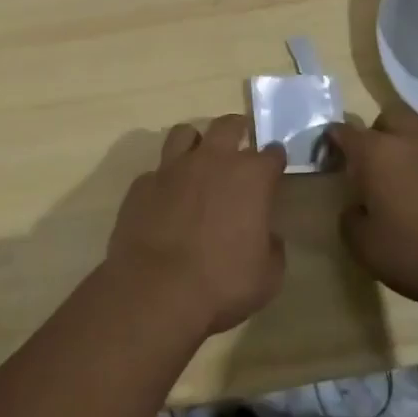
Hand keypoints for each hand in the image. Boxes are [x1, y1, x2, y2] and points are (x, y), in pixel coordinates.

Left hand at [106, 115, 287, 336]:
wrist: (157, 291)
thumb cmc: (222, 283)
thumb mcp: (268, 276)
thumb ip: (272, 247)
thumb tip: (267, 236)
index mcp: (250, 177)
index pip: (272, 153)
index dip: (275, 159)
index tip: (275, 167)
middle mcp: (212, 160)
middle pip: (228, 125)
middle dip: (238, 129)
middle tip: (240, 140)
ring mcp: (173, 168)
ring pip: (185, 133)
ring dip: (195, 142)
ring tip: (198, 158)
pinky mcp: (142, 184)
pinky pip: (156, 171)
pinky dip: (164, 180)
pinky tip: (165, 198)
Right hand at [329, 108, 417, 312]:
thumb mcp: (366, 247)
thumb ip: (351, 220)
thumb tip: (355, 208)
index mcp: (375, 152)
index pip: (344, 131)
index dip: (332, 140)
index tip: (329, 156)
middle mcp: (409, 139)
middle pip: (388, 117)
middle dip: (376, 133)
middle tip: (372, 165)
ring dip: (408, 149)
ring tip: (405, 182)